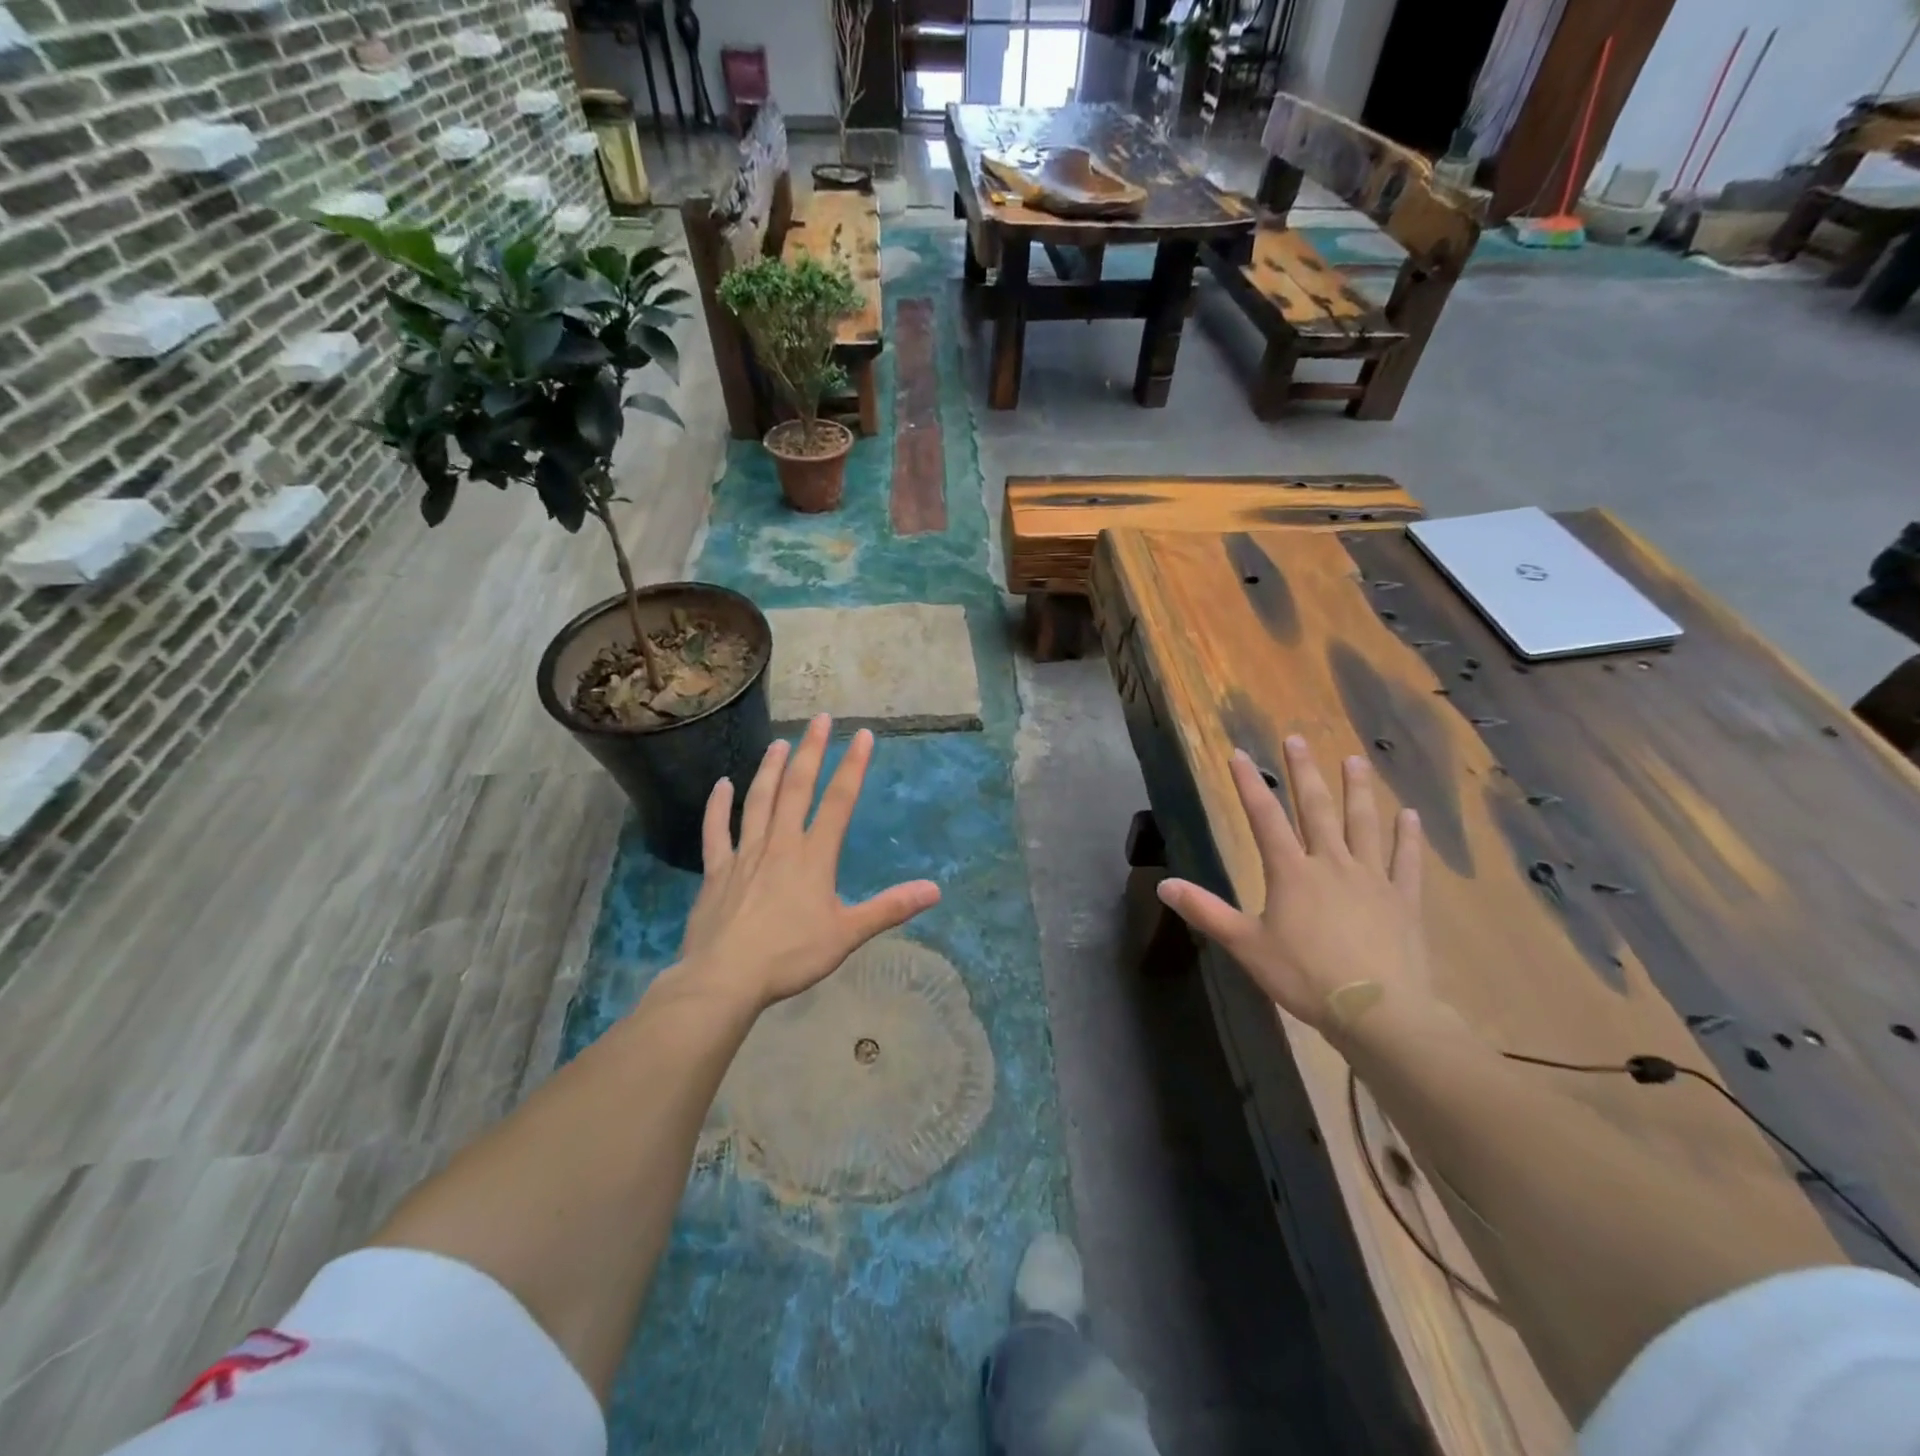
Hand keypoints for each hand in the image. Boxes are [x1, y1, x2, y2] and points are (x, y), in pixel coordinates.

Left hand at [676, 714, 941, 1010]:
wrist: (726, 977)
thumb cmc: (791, 955)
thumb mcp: (848, 934)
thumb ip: (890, 908)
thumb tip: (935, 890)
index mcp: (814, 857)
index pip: (839, 802)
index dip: (853, 767)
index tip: (863, 735)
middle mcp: (780, 844)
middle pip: (796, 788)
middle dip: (811, 751)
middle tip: (820, 719)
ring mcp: (745, 854)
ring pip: (759, 801)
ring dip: (769, 769)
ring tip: (780, 742)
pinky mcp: (717, 871)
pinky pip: (717, 831)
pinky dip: (719, 806)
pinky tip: (722, 785)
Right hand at [1156, 737, 1429, 1037]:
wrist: (1377, 1011)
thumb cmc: (1304, 976)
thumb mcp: (1245, 945)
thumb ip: (1207, 912)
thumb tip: (1164, 884)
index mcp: (1291, 872)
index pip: (1264, 817)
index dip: (1250, 784)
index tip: (1239, 753)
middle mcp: (1331, 863)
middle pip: (1316, 808)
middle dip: (1304, 772)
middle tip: (1298, 738)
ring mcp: (1372, 878)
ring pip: (1364, 824)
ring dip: (1357, 790)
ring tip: (1354, 760)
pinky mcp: (1403, 900)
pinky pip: (1406, 861)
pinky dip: (1408, 837)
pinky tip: (1410, 815)